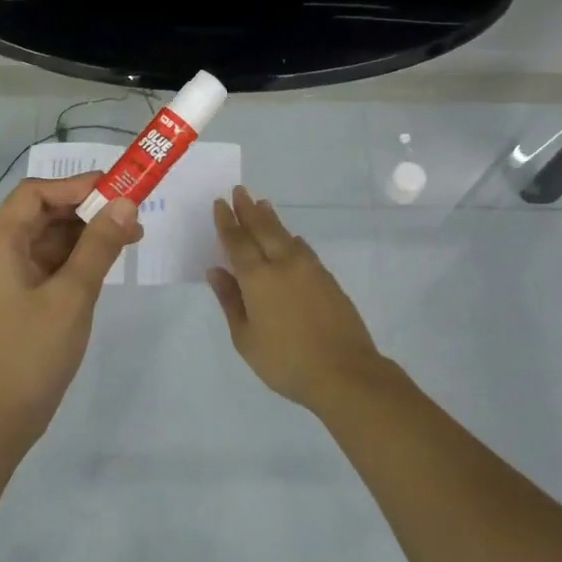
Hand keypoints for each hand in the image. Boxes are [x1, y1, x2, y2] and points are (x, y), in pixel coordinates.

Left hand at [0, 173, 141, 453]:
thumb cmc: (32, 352)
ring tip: (130, 237)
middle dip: (87, 210)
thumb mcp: (73, 295)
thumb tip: (126, 203)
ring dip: (86, 235)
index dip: (75, 186)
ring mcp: (5, 280)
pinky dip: (77, 260)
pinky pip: (48, 266)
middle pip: (41, 215)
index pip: (34, 194)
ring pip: (48, 241)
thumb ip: (99, 245)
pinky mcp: (17, 301)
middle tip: (132, 214)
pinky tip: (107, 263)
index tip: (116, 188)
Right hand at [209, 186, 387, 411]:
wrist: (344, 371)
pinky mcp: (328, 279)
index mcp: (258, 277)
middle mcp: (283, 264)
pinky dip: (292, 239)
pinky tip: (292, 239)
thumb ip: (230, 301)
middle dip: (249, 209)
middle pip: (263, 229)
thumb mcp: (245, 338)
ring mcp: (310, 269)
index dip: (227, 222)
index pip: (238, 241)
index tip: (220, 204)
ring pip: (286, 235)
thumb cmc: (285, 360)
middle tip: (240, 190)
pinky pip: (303, 249)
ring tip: (263, 204)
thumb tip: (216, 271)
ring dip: (272, 219)